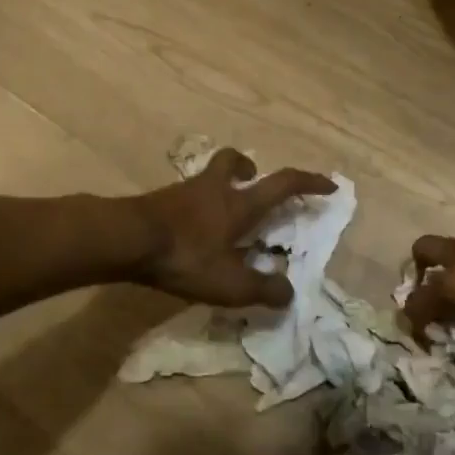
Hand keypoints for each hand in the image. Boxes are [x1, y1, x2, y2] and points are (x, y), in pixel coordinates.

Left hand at [131, 150, 336, 307]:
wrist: (126, 239)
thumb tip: (289, 293)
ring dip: (220, 186)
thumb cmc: (185, 256)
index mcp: (240, 204)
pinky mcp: (159, 202)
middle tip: (253, 180)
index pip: (284, 184)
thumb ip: (263, 289)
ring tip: (221, 215)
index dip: (309, 182)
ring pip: (208, 177)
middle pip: (234, 161)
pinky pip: (186, 195)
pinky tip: (190, 230)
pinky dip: (195, 206)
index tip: (328, 185)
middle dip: (249, 166)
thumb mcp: (230, 283)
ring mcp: (183, 192)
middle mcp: (214, 189)